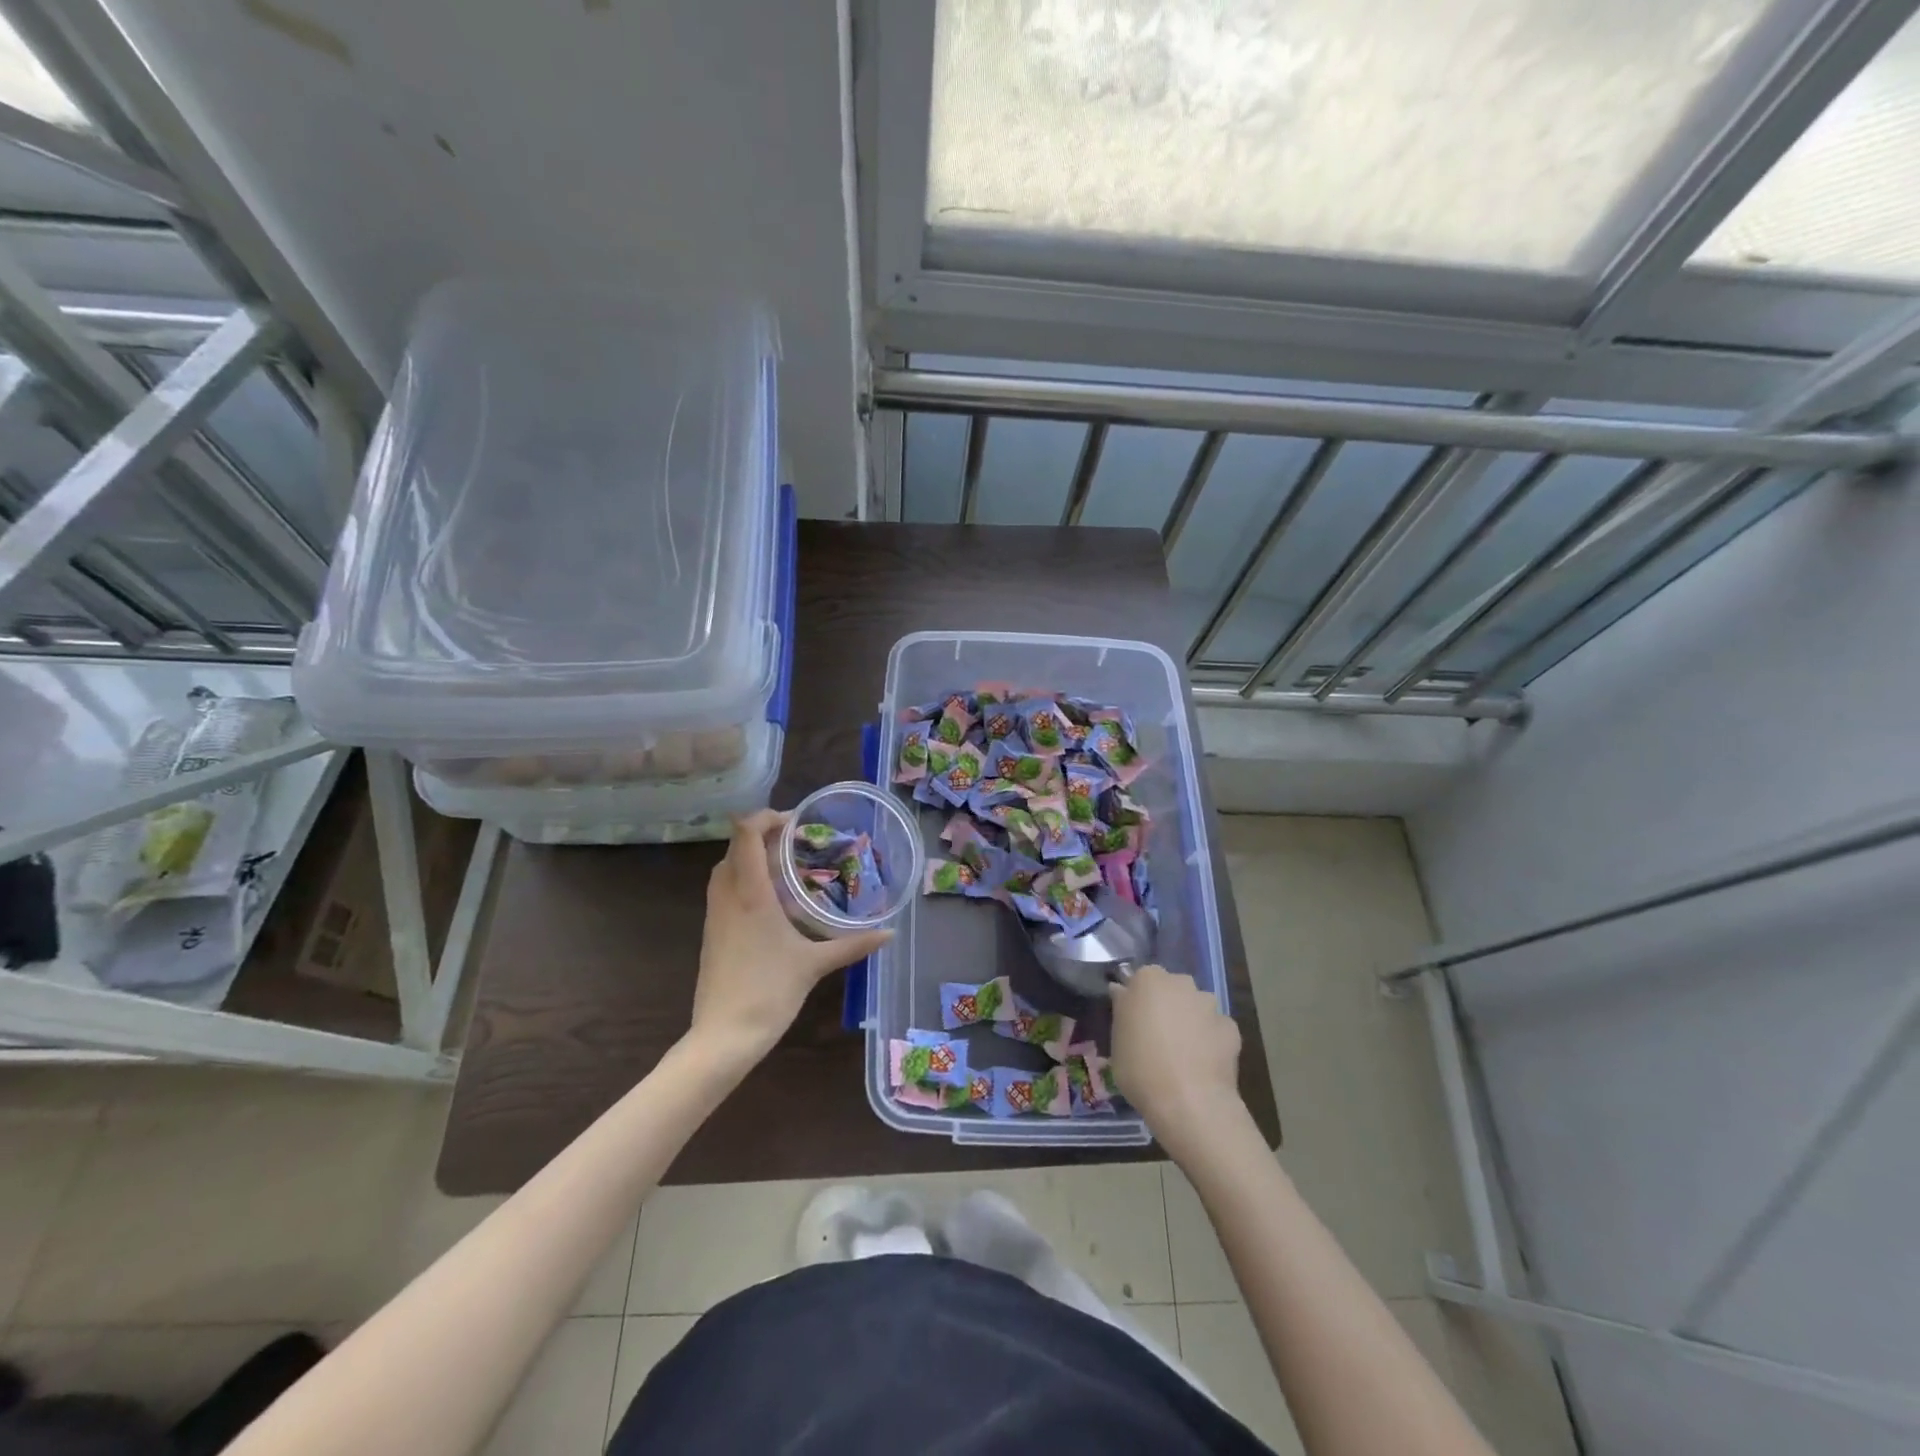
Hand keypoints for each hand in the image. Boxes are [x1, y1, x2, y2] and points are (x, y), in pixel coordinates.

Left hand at [687, 810, 891, 1067]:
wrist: (723, 1036)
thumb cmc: (769, 992)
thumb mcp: (814, 964)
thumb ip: (853, 945)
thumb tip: (889, 933)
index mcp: (750, 894)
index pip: (746, 834)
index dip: (765, 817)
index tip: (795, 821)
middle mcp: (727, 896)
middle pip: (735, 846)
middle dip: (762, 835)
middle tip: (797, 841)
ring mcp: (715, 915)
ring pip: (726, 868)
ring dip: (750, 857)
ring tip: (786, 865)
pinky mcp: (712, 932)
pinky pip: (724, 889)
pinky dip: (744, 879)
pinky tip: (771, 899)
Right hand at [1111, 964, 1244, 1155]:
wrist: (1189, 1103)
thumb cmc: (1140, 1068)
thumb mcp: (1116, 1041)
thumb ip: (1122, 1010)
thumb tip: (1122, 992)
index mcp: (1148, 980)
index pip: (1140, 979)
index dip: (1138, 1000)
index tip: (1134, 1021)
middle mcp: (1181, 983)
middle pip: (1171, 990)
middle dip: (1166, 1006)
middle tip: (1157, 1036)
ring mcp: (1209, 1005)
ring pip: (1196, 1007)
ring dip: (1190, 1021)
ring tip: (1183, 1054)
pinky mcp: (1231, 1028)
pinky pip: (1215, 1029)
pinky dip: (1210, 1040)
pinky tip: (1203, 1064)